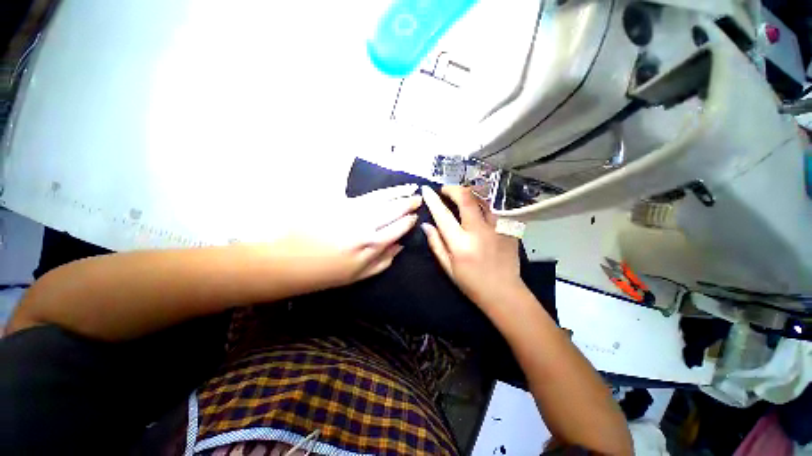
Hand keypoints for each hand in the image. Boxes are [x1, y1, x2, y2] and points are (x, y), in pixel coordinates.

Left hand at [275, 184, 420, 289]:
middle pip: (393, 209)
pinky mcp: (337, 202)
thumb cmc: (324, 272)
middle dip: (407, 202)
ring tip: (409, 187)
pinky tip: (387, 187)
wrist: (287, 260)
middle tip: (418, 197)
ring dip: (397, 192)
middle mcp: (365, 224)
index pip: (398, 227)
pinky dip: (378, 189)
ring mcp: (351, 210)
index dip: (408, 221)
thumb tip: (400, 247)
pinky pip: (363, 193)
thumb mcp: (357, 275)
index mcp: (371, 244)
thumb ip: (383, 261)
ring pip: (381, 198)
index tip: (415, 216)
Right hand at [421, 186, 526, 310]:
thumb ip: (436, 244)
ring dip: (469, 195)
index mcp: (461, 244)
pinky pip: (493, 210)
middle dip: (453, 189)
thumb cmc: (472, 283)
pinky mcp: (509, 229)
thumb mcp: (448, 267)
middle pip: (466, 198)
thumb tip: (426, 225)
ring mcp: (497, 228)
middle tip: (445, 190)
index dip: (433, 200)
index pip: (443, 215)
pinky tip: (478, 211)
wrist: (505, 293)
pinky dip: (482, 206)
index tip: (426, 190)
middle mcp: (479, 232)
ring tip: (461, 198)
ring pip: (483, 200)